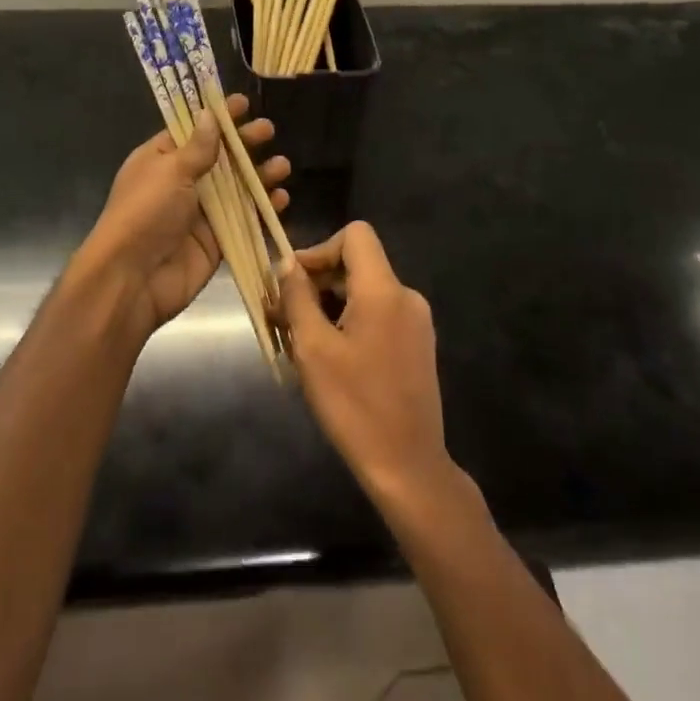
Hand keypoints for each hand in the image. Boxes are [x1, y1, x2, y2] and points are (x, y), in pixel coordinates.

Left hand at [80, 95, 289, 342]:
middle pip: (219, 158)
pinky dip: (262, 210)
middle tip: (268, 131)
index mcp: (160, 160)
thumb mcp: (170, 171)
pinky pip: (243, 220)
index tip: (243, 103)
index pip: (192, 131)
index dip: (217, 117)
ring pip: (235, 189)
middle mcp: (180, 184)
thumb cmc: (146, 213)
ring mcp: (199, 214)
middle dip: (243, 144)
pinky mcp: (215, 242)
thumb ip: (198, 147)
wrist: (132, 278)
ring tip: (283, 166)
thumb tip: (208, 114)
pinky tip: (280, 199)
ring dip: (259, 176)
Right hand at [278, 222, 454, 512]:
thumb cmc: (354, 405)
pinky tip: (327, 355)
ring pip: (365, 291)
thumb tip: (288, 264)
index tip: (293, 283)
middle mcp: (406, 296)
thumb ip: (298, 297)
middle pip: (357, 263)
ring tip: (298, 339)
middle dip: (317, 281)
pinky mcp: (417, 343)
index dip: (320, 249)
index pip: (356, 235)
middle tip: (282, 315)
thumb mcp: (313, 348)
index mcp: (384, 290)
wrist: (407, 465)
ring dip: (329, 304)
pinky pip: (378, 313)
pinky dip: (349, 320)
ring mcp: (416, 321)